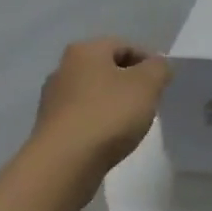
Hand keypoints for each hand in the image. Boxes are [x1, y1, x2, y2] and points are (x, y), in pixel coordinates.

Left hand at [21, 38, 171, 208]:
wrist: (63, 164)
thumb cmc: (108, 115)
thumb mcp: (147, 84)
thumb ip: (159, 68)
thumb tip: (157, 66)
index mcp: (85, 51)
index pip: (125, 46)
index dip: (148, 62)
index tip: (162, 84)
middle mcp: (63, 69)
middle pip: (107, 69)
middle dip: (130, 83)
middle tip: (149, 102)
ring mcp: (52, 100)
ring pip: (94, 94)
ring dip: (113, 104)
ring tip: (131, 124)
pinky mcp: (49, 128)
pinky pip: (82, 117)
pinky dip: (98, 123)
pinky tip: (109, 139)